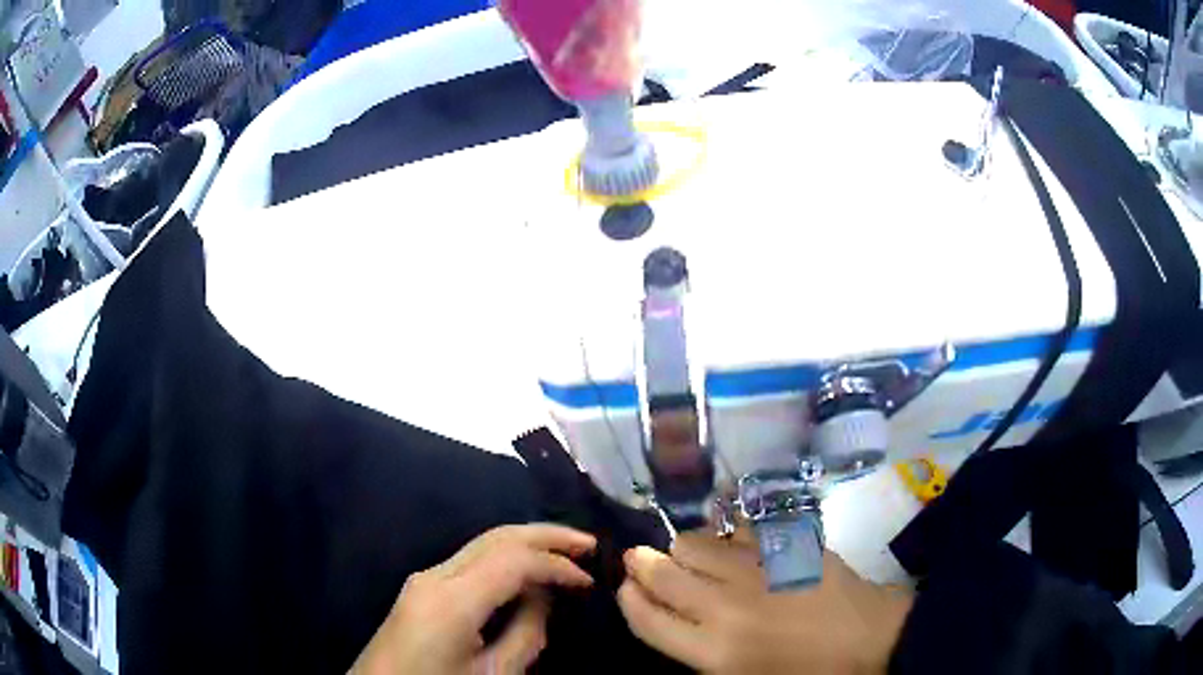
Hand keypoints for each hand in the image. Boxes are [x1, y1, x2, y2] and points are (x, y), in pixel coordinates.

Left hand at [350, 524, 596, 674]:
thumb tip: (544, 597)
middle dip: (546, 535)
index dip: (557, 564)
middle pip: (496, 537)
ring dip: (527, 542)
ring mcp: (424, 578)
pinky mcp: (422, 587)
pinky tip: (529, 570)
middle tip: (589, 544)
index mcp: (452, 600)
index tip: (590, 580)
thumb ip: (526, 634)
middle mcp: (435, 576)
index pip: (513, 560)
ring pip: (483, 542)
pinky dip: (507, 557)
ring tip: (567, 551)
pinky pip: (471, 560)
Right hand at [617, 528, 912, 673]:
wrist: (869, 638)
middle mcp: (725, 605)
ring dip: (682, 547)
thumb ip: (698, 652)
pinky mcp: (785, 544)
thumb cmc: (805, 672)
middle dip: (642, 563)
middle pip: (662, 572)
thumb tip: (671, 618)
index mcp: (712, 650)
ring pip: (695, 542)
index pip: (645, 618)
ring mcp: (757, 569)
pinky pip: (739, 528)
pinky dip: (725, 533)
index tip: (625, 589)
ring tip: (687, 554)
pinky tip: (730, 540)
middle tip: (640, 558)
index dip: (627, 599)